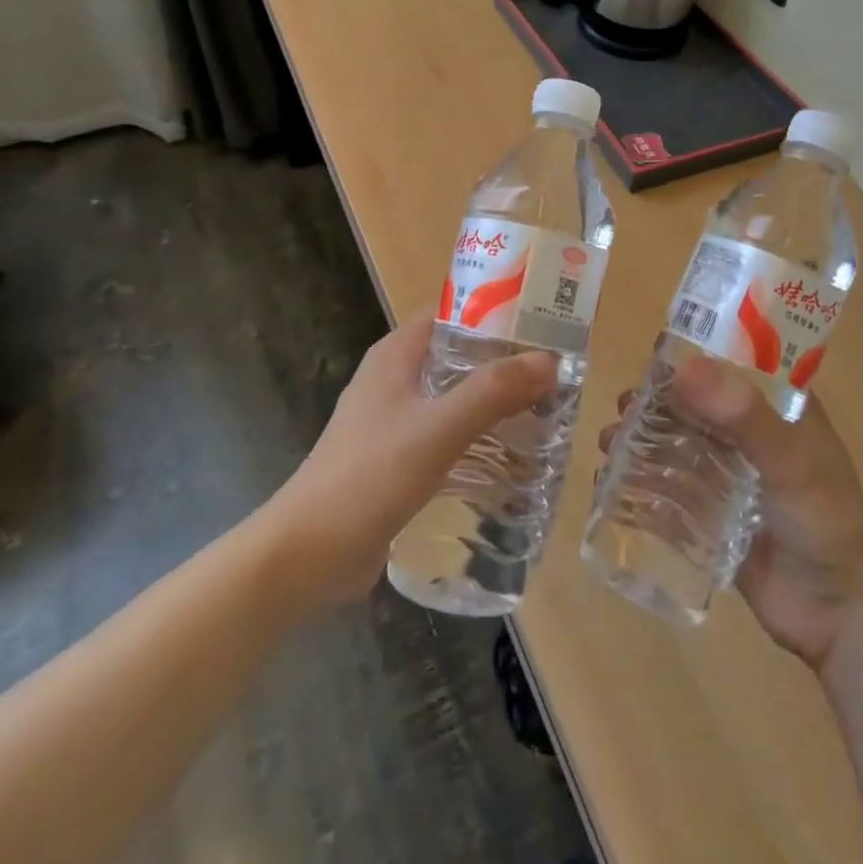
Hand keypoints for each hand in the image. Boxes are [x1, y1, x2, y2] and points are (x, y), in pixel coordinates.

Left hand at [270, 313, 554, 608]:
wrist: (307, 555)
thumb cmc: (369, 476)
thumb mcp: (437, 428)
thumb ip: (492, 392)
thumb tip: (549, 360)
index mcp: (396, 354)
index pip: (451, 311)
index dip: (495, 308)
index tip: (543, 317)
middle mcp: (395, 378)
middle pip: (458, 353)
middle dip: (504, 359)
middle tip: (555, 368)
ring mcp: (394, 420)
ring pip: (455, 395)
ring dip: (494, 399)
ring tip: (545, 407)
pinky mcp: (398, 459)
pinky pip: (447, 433)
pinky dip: (478, 435)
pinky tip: (512, 453)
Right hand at [600, 353, 862, 669]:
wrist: (845, 620)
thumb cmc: (828, 526)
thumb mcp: (792, 463)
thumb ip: (745, 416)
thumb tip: (684, 366)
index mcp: (781, 407)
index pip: (734, 361)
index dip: (694, 351)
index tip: (652, 351)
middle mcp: (754, 433)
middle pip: (697, 402)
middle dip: (657, 399)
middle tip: (623, 406)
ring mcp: (734, 475)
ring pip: (680, 442)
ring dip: (644, 437)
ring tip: (610, 442)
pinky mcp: (716, 514)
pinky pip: (674, 486)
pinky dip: (643, 478)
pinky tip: (612, 481)